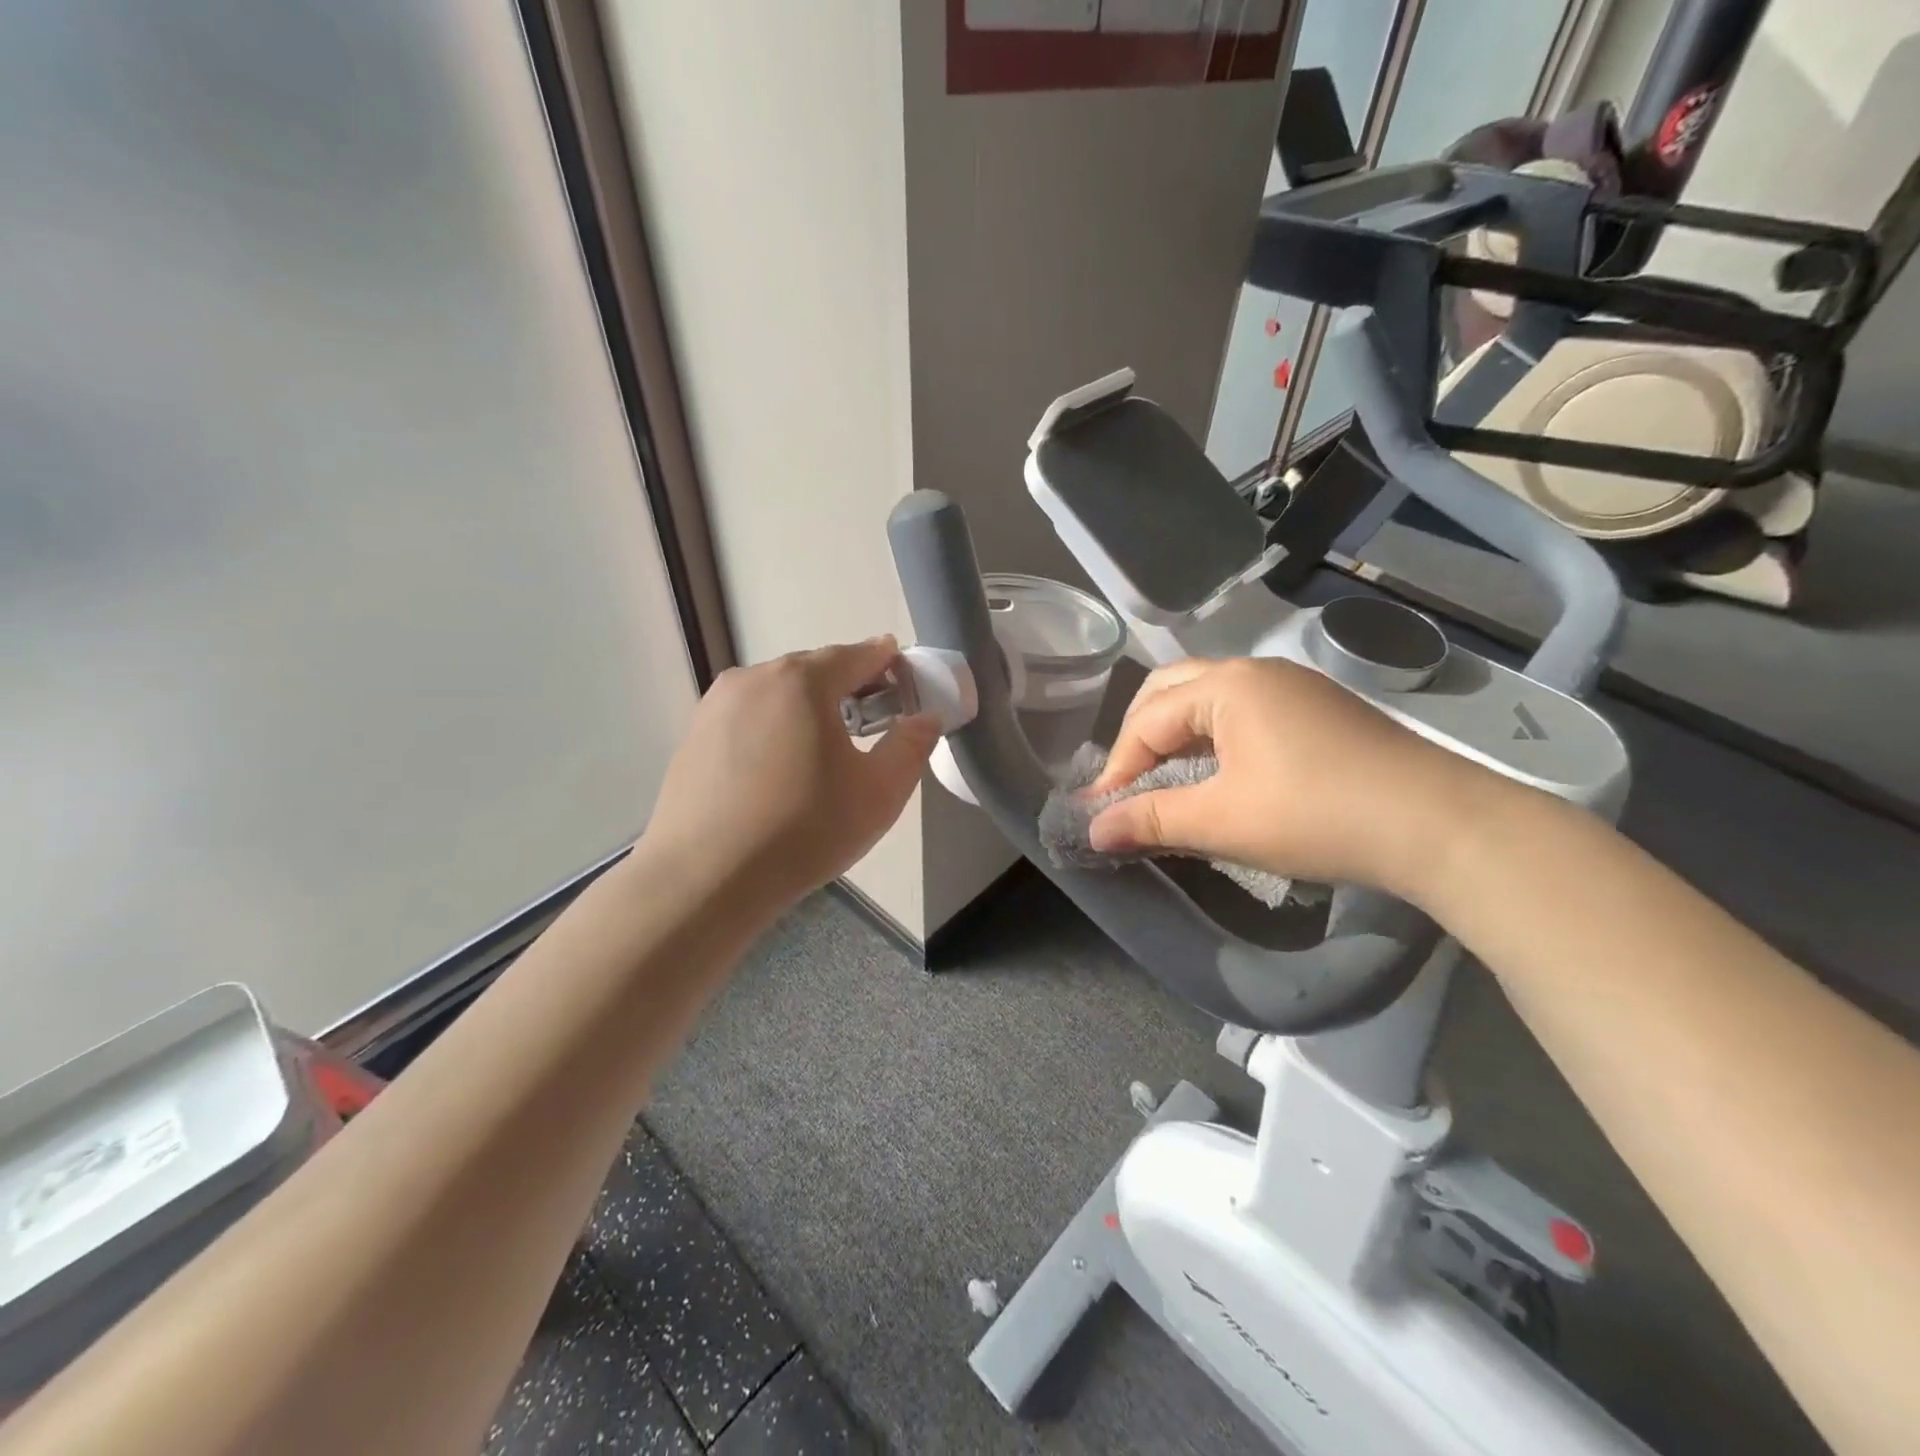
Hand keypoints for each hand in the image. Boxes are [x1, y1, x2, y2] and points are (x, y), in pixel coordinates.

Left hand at [644, 638, 938, 912]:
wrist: (706, 879)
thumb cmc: (804, 829)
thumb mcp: (879, 792)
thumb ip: (911, 746)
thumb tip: (925, 718)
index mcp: (802, 681)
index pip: (857, 654)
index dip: (886, 661)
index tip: (903, 674)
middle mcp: (754, 678)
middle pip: (813, 671)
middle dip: (846, 686)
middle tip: (871, 720)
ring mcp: (715, 706)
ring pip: (776, 695)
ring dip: (806, 709)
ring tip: (822, 750)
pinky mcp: (692, 737)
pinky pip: (746, 720)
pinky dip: (771, 730)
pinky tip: (777, 772)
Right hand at [1088, 657, 1497, 898]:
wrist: (1442, 825)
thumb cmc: (1317, 815)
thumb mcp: (1222, 821)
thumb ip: (1150, 819)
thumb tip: (1092, 829)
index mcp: (1227, 685)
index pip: (1148, 718)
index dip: (1118, 766)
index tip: (1101, 812)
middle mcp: (1257, 672)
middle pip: (1172, 691)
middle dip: (1140, 736)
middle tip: (1129, 784)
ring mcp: (1294, 687)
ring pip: (1210, 699)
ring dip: (1178, 735)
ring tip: (1167, 780)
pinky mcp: (1320, 710)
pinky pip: (1245, 712)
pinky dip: (1214, 738)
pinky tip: (1222, 774)